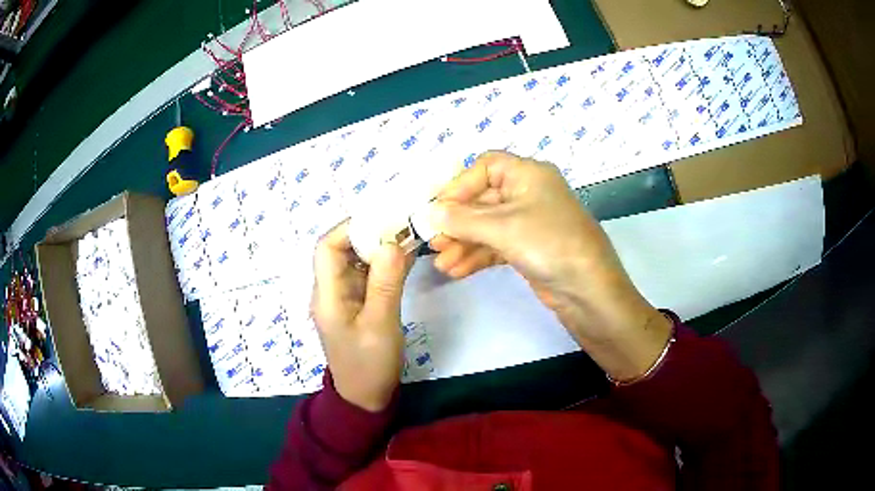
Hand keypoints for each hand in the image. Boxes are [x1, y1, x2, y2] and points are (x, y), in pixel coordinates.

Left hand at [312, 221, 412, 411]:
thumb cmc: (369, 364)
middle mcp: (330, 291)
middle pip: (341, 251)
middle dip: (368, 234)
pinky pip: (366, 276)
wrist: (365, 398)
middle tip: (401, 224)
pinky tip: (404, 258)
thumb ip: (385, 284)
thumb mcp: (381, 325)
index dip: (349, 227)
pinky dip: (383, 265)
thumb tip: (391, 242)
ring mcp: (343, 298)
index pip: (327, 248)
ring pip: (355, 262)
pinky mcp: (356, 305)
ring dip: (378, 248)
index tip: (381, 218)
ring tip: (407, 235)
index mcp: (327, 295)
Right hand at [428, 151, 671, 381]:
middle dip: (458, 222)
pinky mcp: (529, 248)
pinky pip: (496, 245)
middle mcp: (529, 193)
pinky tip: (456, 270)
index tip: (439, 209)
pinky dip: (477, 256)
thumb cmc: (550, 244)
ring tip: (441, 263)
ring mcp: (529, 223)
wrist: (589, 291)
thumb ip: (463, 219)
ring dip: (463, 243)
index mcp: (529, 174)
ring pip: (487, 226)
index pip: (486, 166)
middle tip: (434, 242)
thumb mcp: (504, 227)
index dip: (460, 184)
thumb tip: (430, 213)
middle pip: (483, 199)